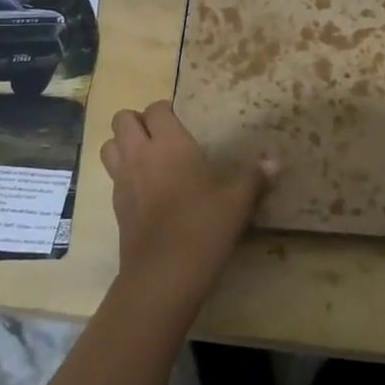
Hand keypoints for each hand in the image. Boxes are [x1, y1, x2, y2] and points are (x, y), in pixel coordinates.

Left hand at [101, 100, 276, 312]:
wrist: (163, 274)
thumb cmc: (203, 227)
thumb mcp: (237, 202)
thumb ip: (255, 177)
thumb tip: (276, 161)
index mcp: (169, 144)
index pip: (155, 109)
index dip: (165, 111)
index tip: (180, 122)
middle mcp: (140, 154)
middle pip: (122, 120)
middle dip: (137, 122)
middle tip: (160, 137)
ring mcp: (122, 180)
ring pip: (108, 145)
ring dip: (122, 145)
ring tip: (145, 157)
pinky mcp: (115, 206)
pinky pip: (112, 177)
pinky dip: (122, 174)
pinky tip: (144, 190)